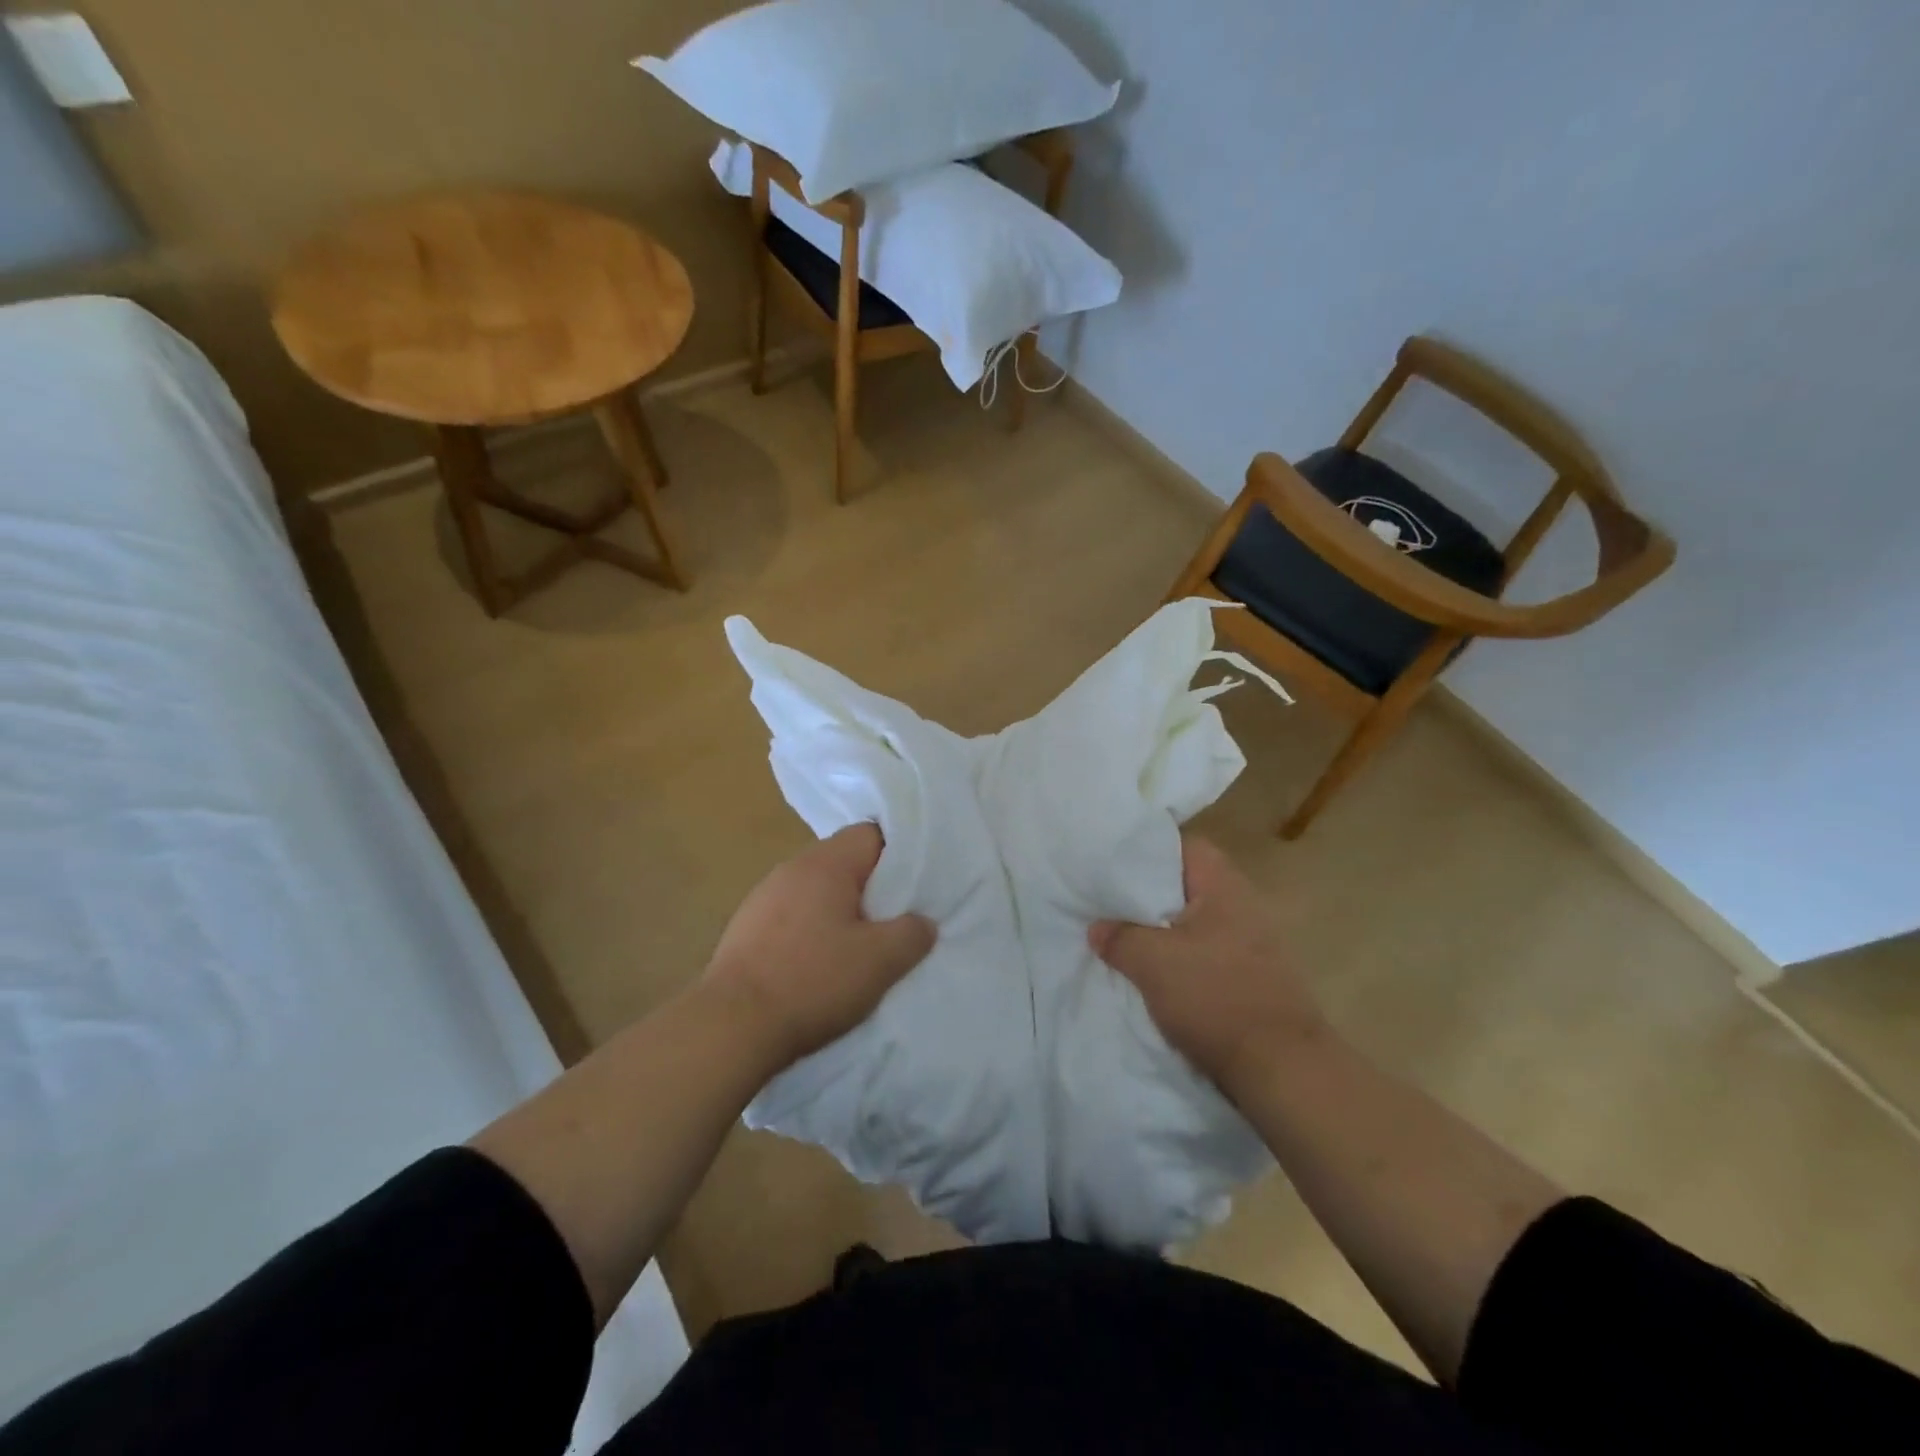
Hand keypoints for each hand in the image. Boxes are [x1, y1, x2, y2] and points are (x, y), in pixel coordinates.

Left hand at [701, 824, 935, 1073]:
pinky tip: (817, 968)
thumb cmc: (813, 981)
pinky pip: (792, 917)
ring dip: (839, 914)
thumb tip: (922, 922)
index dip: (899, 858)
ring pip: (817, 892)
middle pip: (844, 863)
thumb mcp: (881, 961)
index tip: (914, 890)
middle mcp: (791, 868)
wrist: (731, 1026)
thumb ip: (912, 933)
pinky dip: (811, 933)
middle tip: (893, 925)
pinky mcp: (745, 929)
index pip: (872, 835)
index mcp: (825, 863)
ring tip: (858, 951)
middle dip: (871, 890)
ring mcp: (762, 898)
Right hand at [1089, 835, 1326, 1093]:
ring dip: (1163, 930)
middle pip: (1187, 884)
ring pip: (1195, 921)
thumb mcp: (1151, 962)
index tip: (1112, 863)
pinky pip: (1207, 951)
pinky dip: (1181, 957)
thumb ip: (1119, 937)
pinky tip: (1156, 973)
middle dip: (1148, 894)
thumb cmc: (1215, 997)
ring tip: (1125, 938)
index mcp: (1223, 885)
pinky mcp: (1254, 975)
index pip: (1182, 845)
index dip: (1146, 850)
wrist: (1281, 1068)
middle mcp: (1244, 904)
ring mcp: (1253, 941)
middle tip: (1109, 902)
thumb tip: (1098, 928)